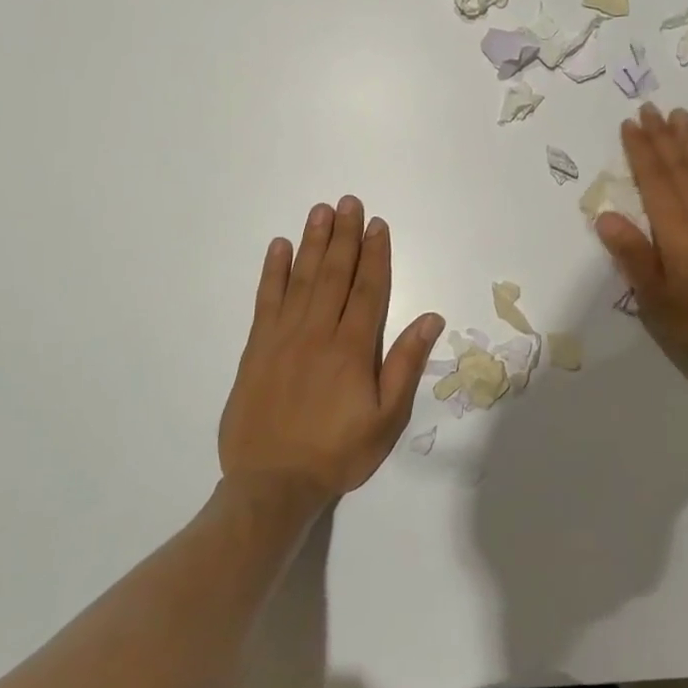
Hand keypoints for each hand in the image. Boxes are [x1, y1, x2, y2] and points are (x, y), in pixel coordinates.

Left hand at [220, 196, 443, 501]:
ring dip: (313, 243)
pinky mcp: (256, 349)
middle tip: (349, 202)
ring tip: (320, 212)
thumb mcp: (386, 419)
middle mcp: (317, 333)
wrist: (271, 485)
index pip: (369, 289)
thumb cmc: (338, 453)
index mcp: (352, 349)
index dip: (376, 254)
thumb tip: (431, 318)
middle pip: (334, 274)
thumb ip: (405, 365)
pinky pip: (266, 300)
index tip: (378, 225)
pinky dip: (273, 272)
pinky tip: (279, 247)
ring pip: (302, 279)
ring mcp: (283, 338)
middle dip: (344, 236)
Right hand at [594, 104, 687, 380]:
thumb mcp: (656, 298)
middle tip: (650, 108)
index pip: (654, 180)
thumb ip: (633, 255)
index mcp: (676, 230)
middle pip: (679, 167)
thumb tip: (605, 216)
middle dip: (662, 136)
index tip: (630, 124)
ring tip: (680, 114)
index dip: (641, 151)